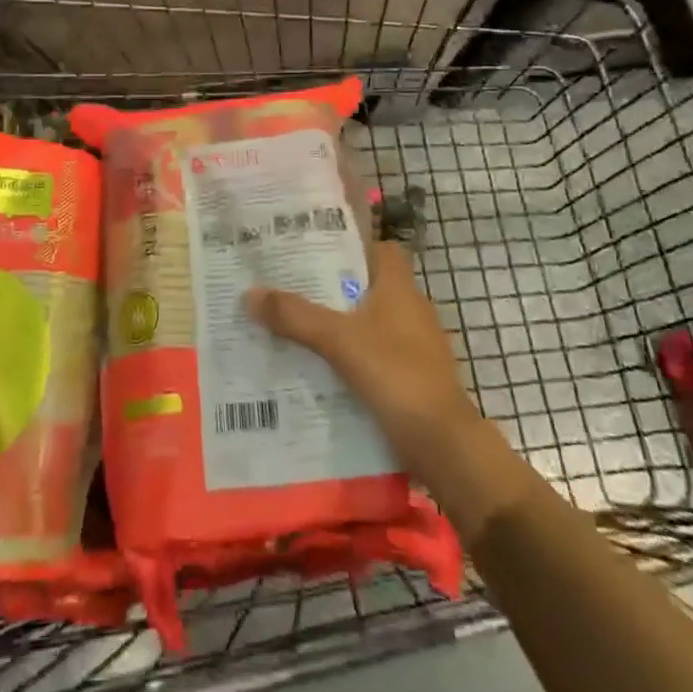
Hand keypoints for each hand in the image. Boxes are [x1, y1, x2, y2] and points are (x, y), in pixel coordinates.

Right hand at [246, 239, 486, 482]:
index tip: (313, 251)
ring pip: (367, 323)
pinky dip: (349, 358)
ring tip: (293, 327)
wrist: (443, 445)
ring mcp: (414, 346)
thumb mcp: (338, 340)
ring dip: (337, 325)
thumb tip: (249, 293)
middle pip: (367, 286)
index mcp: (400, 288)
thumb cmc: (396, 375)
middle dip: (330, 288)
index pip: (380, 249)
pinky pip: (372, 356)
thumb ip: (295, 316)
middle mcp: (410, 310)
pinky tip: (317, 368)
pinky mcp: (410, 378)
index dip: (350, 246)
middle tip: (288, 288)